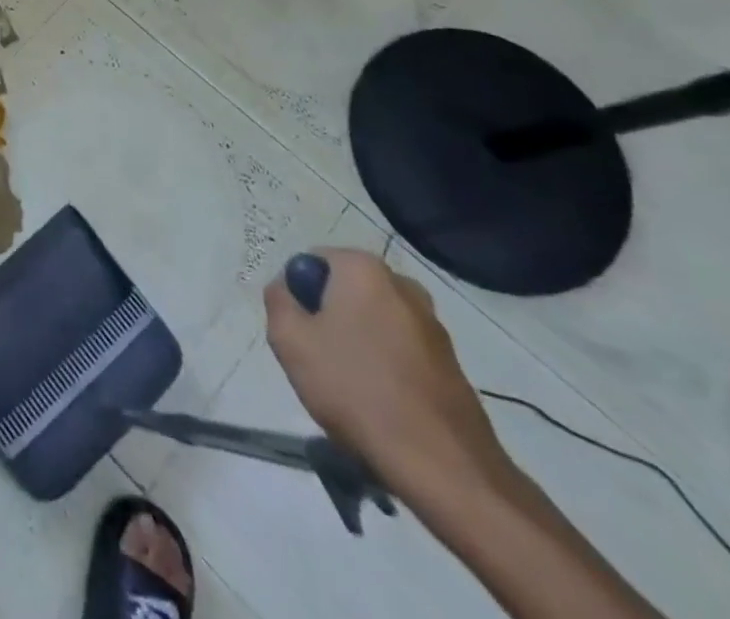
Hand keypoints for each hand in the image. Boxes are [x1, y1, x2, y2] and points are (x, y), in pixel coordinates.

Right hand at [265, 248, 509, 497]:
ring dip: (356, 343)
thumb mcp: (289, 340)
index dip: (297, 295)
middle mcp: (403, 286)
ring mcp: (433, 326)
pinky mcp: (451, 364)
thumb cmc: (356, 389)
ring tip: (349, 387)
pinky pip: (400, 351)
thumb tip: (286, 289)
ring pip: (373, 322)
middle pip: (344, 291)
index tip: (299, 333)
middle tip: (318, 358)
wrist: (444, 467)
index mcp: (364, 269)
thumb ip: (277, 300)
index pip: (312, 262)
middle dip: (328, 317)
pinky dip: (385, 367)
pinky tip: (379, 403)